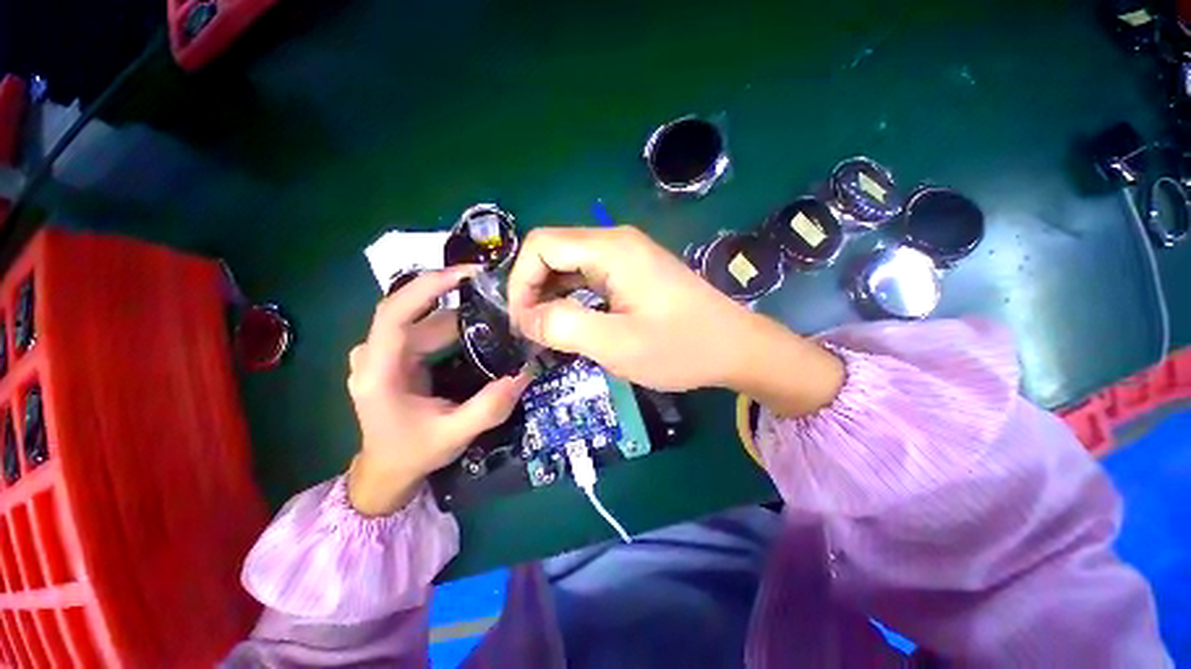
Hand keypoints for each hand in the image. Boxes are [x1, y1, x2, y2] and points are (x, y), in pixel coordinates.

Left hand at [346, 266, 529, 515]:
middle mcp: (375, 354)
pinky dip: (454, 327)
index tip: (467, 274)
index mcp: (379, 372)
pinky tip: (480, 329)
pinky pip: (426, 330)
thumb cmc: (414, 453)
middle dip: (457, 300)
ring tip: (497, 313)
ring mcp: (383, 353)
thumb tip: (526, 372)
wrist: (386, 470)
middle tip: (498, 295)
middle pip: (416, 312)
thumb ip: (491, 406)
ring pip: (425, 320)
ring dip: (461, 316)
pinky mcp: (396, 355)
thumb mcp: (456, 433)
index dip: (429, 287)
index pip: (395, 313)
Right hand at [507, 226, 843, 413]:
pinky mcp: (634, 272)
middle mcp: (615, 242)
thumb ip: (564, 326)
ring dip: (551, 295)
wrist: (735, 347)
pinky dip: (572, 297)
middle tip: (533, 332)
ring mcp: (627, 255)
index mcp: (610, 249)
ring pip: (569, 265)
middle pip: (552, 252)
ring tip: (548, 331)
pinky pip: (589, 276)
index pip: (540, 246)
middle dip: (533, 290)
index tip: (523, 323)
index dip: (521, 282)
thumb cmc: (680, 347)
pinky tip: (573, 322)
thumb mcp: (617, 344)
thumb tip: (527, 318)